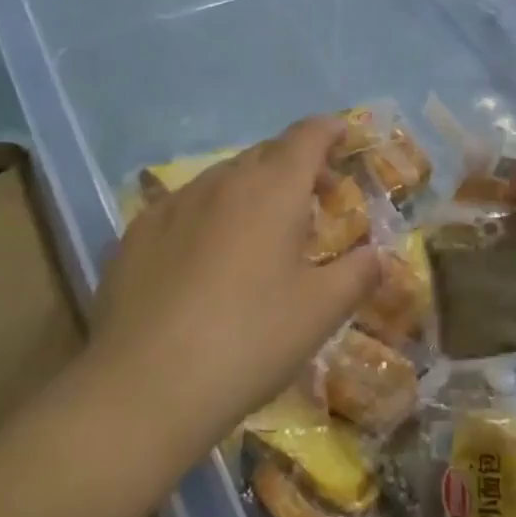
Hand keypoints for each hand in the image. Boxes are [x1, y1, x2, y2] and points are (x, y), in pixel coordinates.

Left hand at [87, 116, 383, 446]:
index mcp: (273, 189)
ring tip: (261, 232)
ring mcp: (173, 204)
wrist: (145, 387)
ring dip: (252, 190)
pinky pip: (184, 206)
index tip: (343, 137)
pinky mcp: (136, 234)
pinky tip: (205, 256)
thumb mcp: (321, 311)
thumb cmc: (250, 339)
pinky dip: (209, 214)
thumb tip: (379, 256)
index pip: (307, 136)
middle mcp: (223, 182)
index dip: (329, 130)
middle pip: (266, 153)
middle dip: (296, 165)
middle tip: (315, 199)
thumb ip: (358, 273)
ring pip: (223, 178)